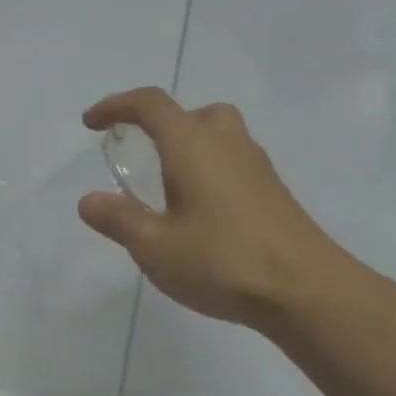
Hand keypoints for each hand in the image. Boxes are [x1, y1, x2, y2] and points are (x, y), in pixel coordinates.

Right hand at [78, 87, 347, 327]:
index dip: (117, 106)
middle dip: (163, 124)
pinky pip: (234, 164)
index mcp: (193, 148)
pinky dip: (210, 172)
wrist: (306, 290)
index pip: (151, 105)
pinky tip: (200, 215)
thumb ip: (119, 219)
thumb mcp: (154, 246)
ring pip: (221, 137)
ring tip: (168, 187)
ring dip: (189, 148)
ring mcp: (257, 170)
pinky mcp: (273, 195)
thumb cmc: (222, 261)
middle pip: (195, 113)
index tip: (91, 124)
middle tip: (142, 153)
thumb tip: (88, 200)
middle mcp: (228, 146)